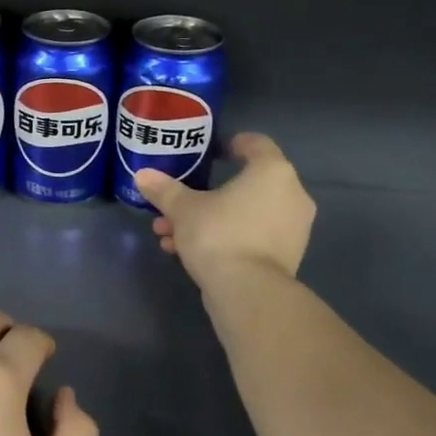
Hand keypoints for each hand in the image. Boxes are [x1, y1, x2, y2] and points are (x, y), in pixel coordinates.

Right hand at [134, 132, 315, 285]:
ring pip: (243, 214)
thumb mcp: (183, 210)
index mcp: (272, 172)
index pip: (256, 144)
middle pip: (244, 185)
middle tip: (175, 205)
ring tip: (171, 235)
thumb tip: (142, 175)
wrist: (248, 292)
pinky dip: (225, 238)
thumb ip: (164, 190)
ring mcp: (293, 228)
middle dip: (204, 195)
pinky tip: (187, 253)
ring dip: (208, 220)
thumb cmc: (219, 235)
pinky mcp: (286, 256)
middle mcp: (291, 194)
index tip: (210, 152)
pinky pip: (251, 236)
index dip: (231, 144)